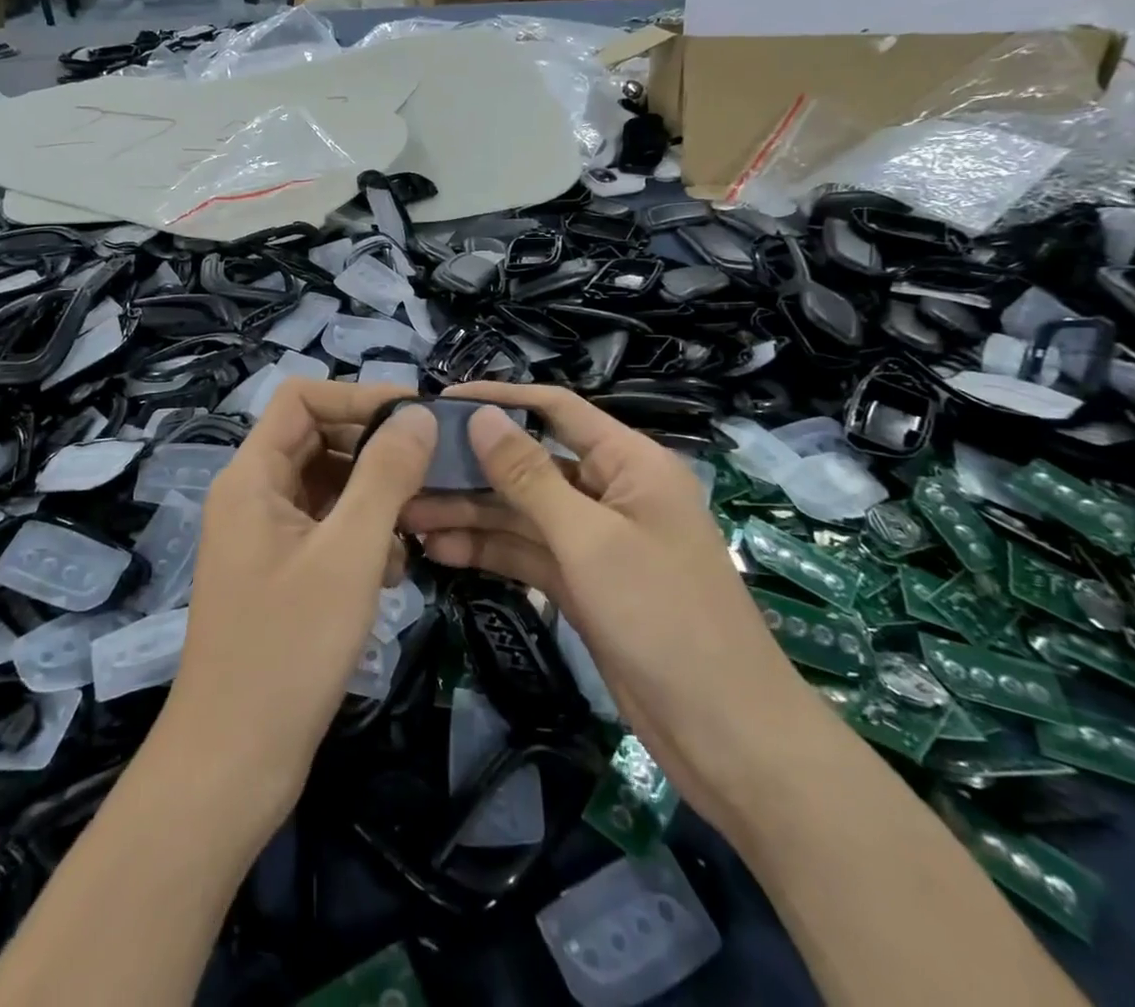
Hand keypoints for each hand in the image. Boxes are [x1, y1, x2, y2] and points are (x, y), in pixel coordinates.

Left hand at [167, 381, 431, 810]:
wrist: (232, 765)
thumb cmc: (289, 650)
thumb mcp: (349, 553)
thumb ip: (386, 476)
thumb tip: (419, 415)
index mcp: (252, 477)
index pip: (302, 398)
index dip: (357, 396)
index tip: (416, 419)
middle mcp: (251, 496)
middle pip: (316, 439)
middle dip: (373, 450)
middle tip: (430, 473)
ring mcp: (263, 537)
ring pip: (326, 486)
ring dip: (373, 497)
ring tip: (414, 530)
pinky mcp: (278, 573)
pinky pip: (324, 528)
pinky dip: (360, 535)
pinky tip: (391, 572)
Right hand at [402, 384, 812, 807]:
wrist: (726, 735)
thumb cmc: (664, 618)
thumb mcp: (589, 540)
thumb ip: (529, 476)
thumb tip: (482, 416)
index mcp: (629, 463)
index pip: (556, 410)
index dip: (500, 399)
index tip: (441, 399)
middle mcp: (610, 492)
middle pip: (530, 465)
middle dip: (472, 470)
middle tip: (408, 474)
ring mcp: (595, 541)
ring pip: (522, 513)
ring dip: (470, 515)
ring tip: (408, 518)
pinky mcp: (582, 583)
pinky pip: (527, 553)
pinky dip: (488, 552)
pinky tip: (440, 552)